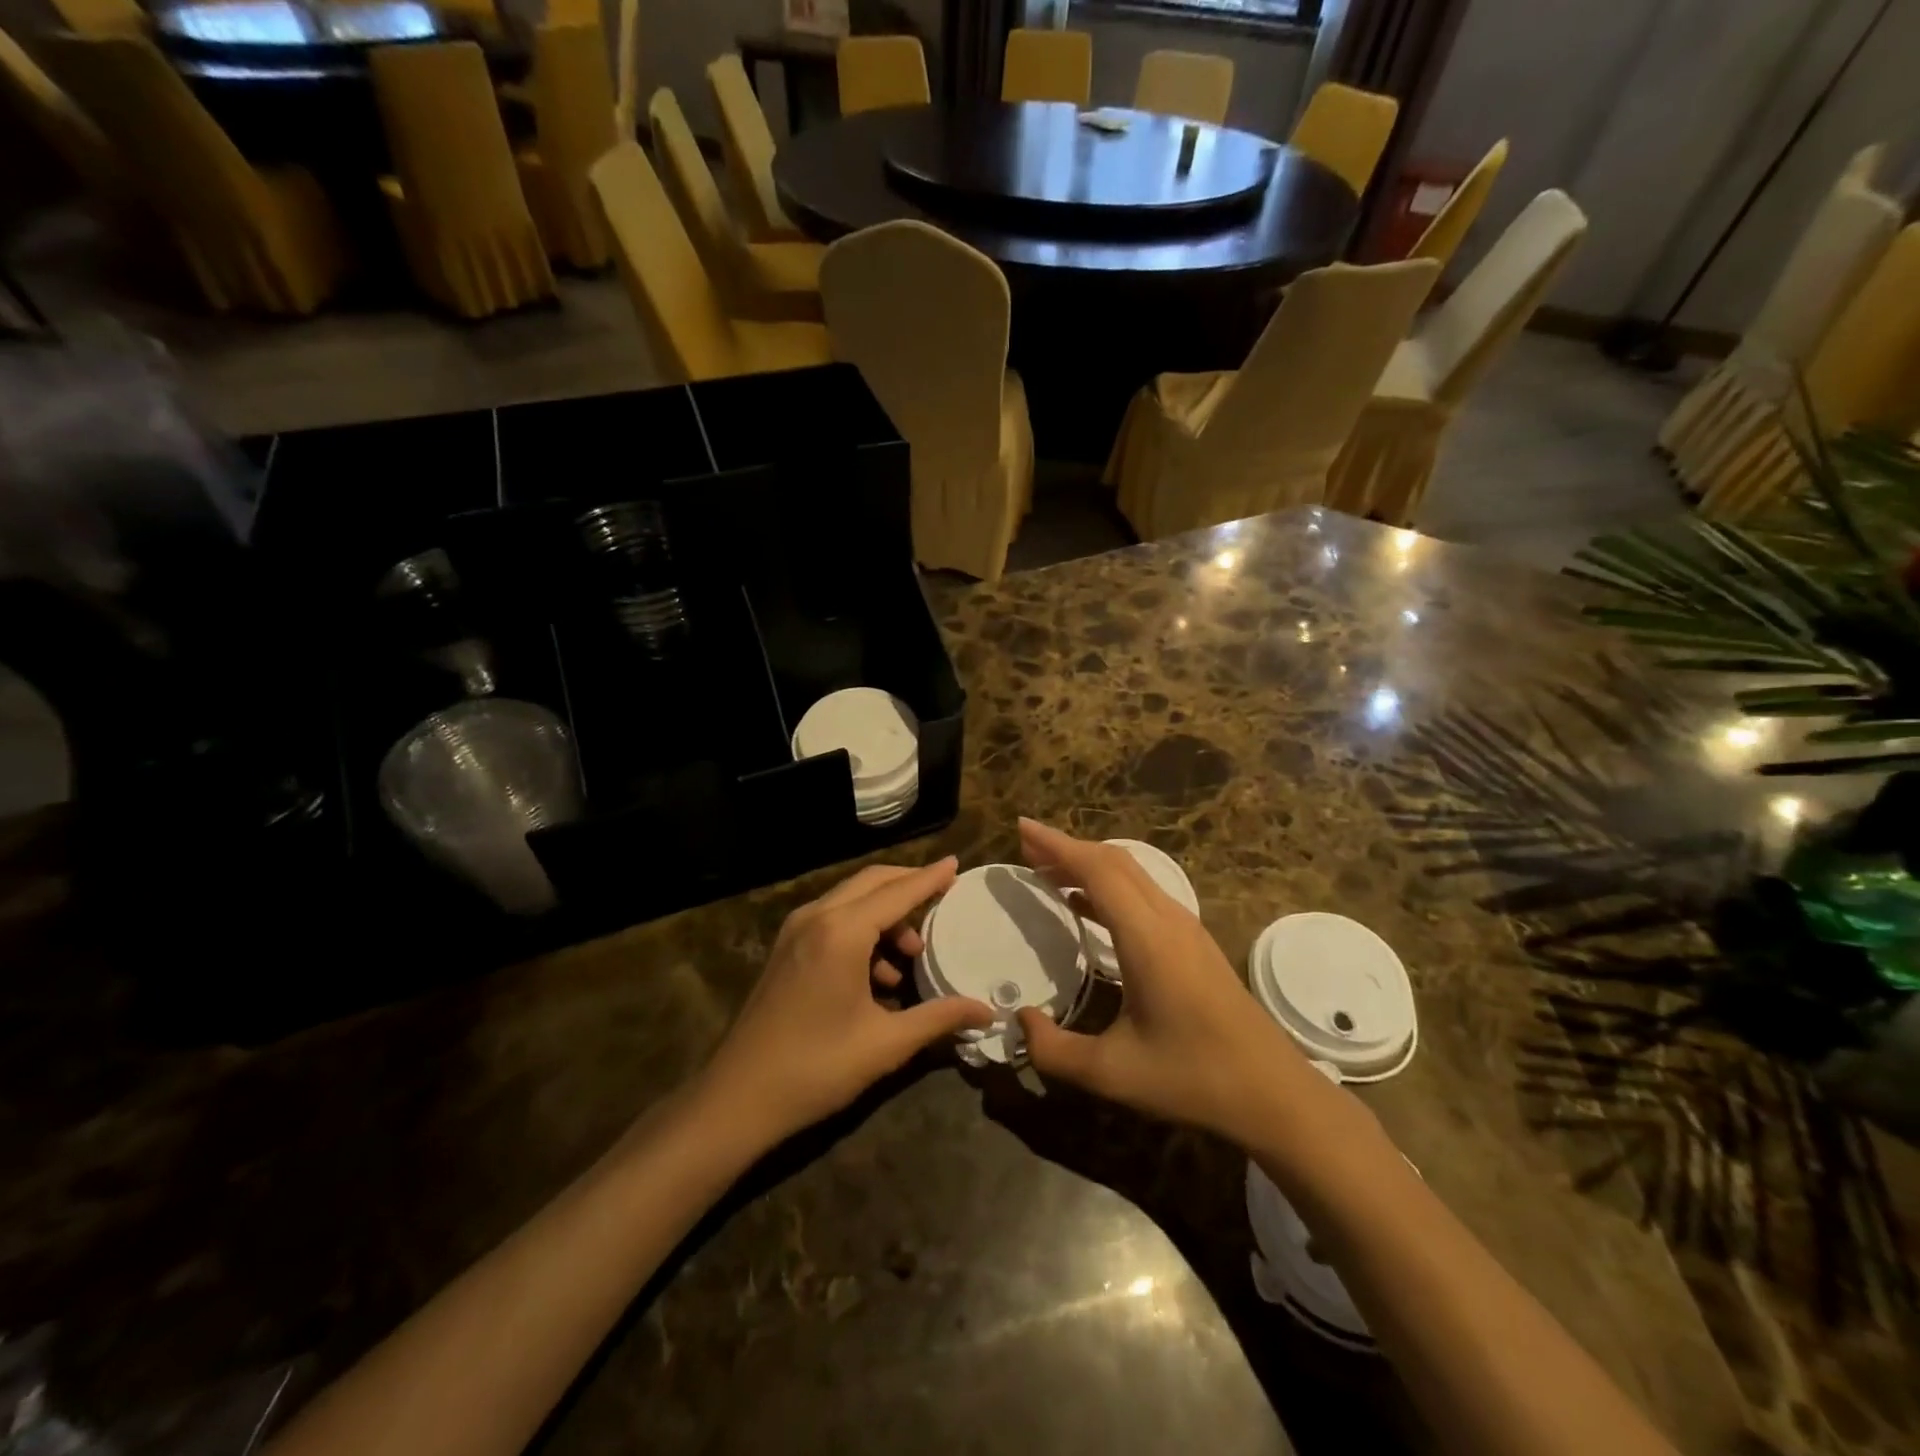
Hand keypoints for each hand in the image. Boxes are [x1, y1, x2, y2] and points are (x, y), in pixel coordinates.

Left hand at [700, 858, 991, 1145]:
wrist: (737, 1098)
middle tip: (943, 899)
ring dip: (885, 915)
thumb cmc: (816, 1067)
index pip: (898, 892)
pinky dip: (862, 930)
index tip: (957, 863)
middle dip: (909, 886)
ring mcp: (795, 930)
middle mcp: (816, 917)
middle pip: (872, 882)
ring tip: (912, 955)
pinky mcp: (786, 948)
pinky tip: (878, 976)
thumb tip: (986, 1011)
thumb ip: (939, 1018)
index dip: (930, 878)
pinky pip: (833, 919)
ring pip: (851, 900)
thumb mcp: (885, 1044)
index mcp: (841, 932)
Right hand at [1014, 819, 1319, 1144]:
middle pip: (1114, 862)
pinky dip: (1108, 887)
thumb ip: (1054, 1050)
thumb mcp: (1112, 1073)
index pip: (1097, 871)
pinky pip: (1144, 895)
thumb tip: (1020, 1020)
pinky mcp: (1193, 943)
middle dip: (1068, 848)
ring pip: (1132, 875)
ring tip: (1048, 872)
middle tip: (1027, 847)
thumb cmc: (1194, 1078)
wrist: (1274, 1093)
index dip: (1057, 845)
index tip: (1022, 827)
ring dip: (1089, 865)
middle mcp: (1167, 920)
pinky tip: (1086, 906)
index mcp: (1147, 938)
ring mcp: (1185, 929)